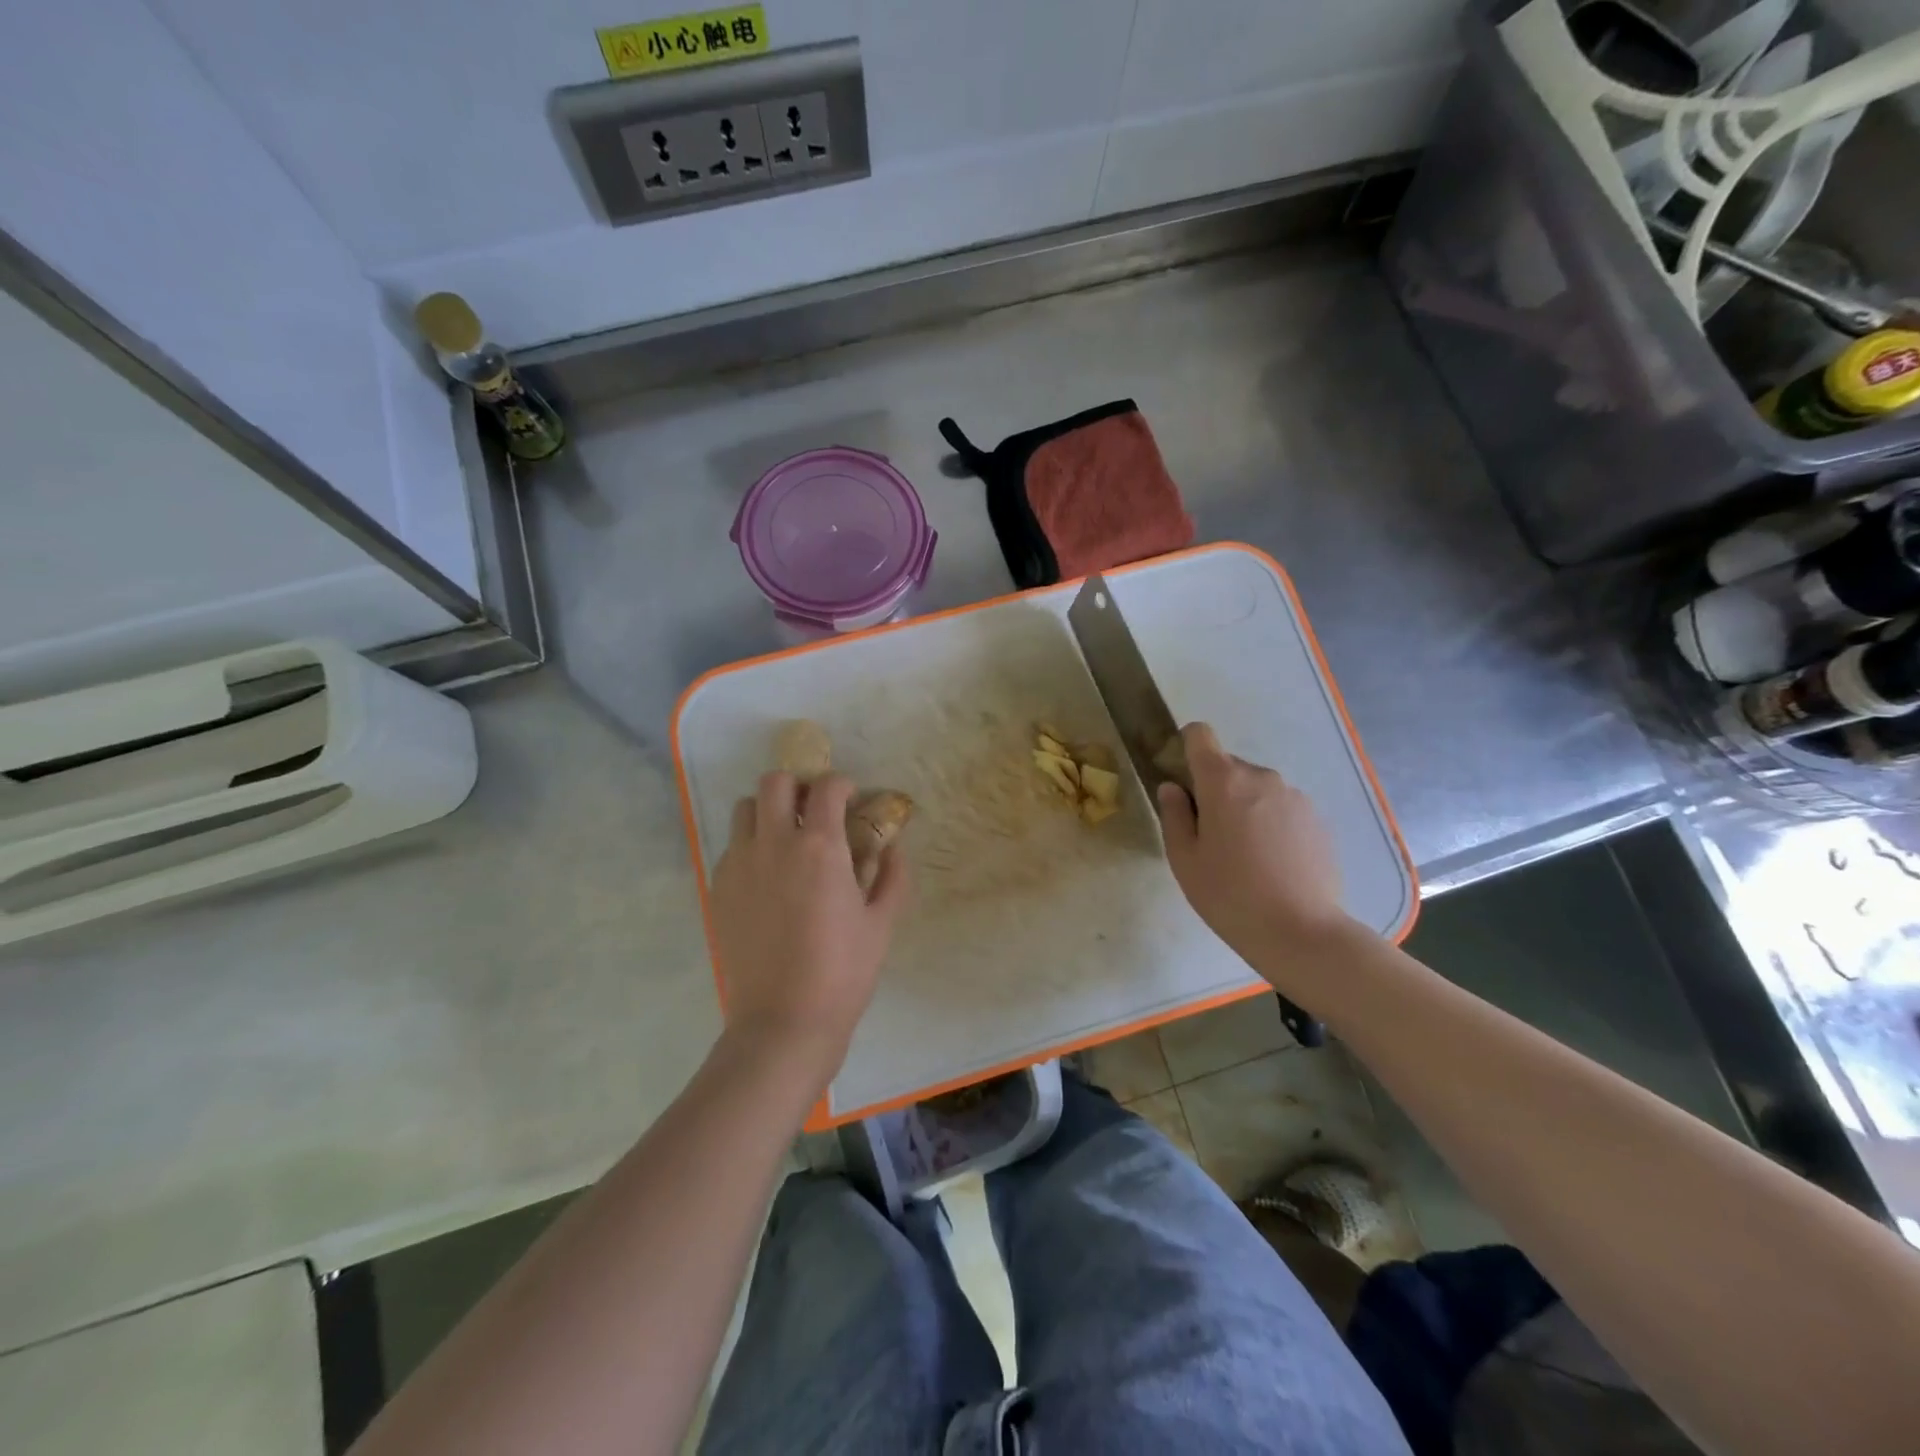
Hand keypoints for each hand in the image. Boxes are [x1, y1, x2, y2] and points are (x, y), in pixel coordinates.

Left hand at [708, 772, 907, 1083]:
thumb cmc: (843, 971)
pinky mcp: (719, 888)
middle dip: (798, 786)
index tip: (851, 799)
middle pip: (774, 782)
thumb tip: (893, 847)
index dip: (842, 784)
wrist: (783, 1021)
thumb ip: (892, 875)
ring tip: (786, 838)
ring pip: (745, 809)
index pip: (826, 787)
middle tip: (814, 811)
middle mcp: (774, 843)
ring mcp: (740, 864)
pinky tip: (768, 877)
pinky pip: (731, 846)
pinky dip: (751, 845)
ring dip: (768, 811)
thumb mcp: (882, 922)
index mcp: (820, 847)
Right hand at [1155, 723, 1355, 986]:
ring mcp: (1295, 797)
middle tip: (1211, 836)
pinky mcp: (1318, 819)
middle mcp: (1262, 778)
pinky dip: (1272, 824)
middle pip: (1229, 767)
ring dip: (1245, 807)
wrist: (1301, 932)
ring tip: (1246, 856)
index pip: (1200, 735)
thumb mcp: (1184, 860)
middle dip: (1215, 790)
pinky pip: (1283, 809)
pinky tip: (1273, 865)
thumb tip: (1173, 788)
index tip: (1183, 779)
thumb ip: (1174, 815)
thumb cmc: (1229, 895)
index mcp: (1223, 782)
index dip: (1186, 747)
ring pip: (1257, 789)